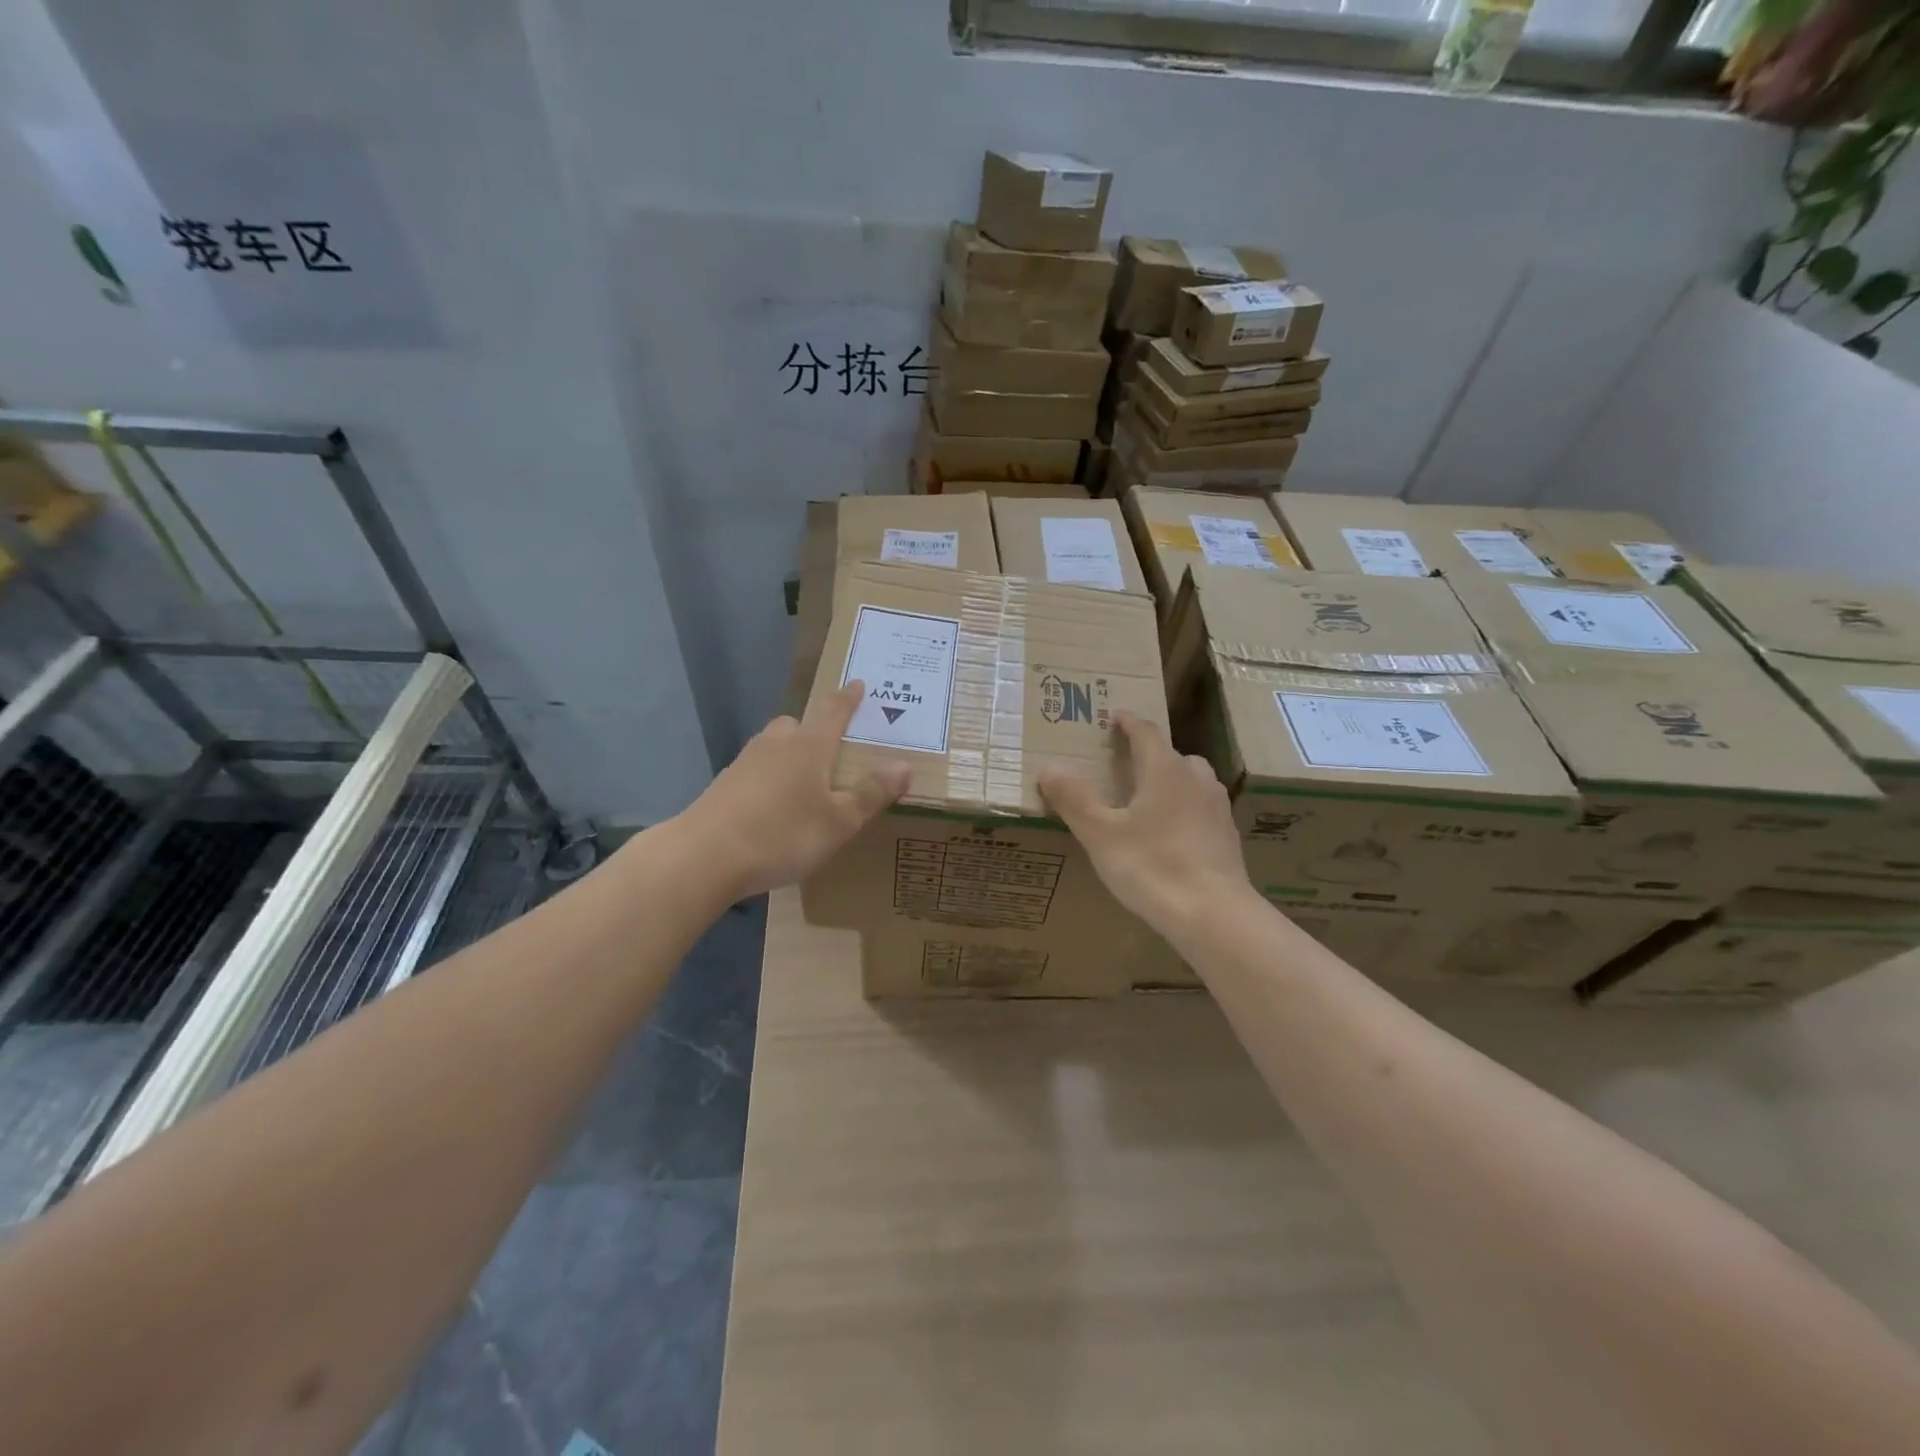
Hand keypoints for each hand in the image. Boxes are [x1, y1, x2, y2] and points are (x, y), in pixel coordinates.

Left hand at [673, 681, 910, 900]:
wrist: (705, 856)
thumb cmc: (783, 833)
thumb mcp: (839, 821)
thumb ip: (871, 793)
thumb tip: (904, 765)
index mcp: (809, 745)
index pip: (833, 710)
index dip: (848, 698)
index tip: (858, 684)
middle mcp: (776, 744)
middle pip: (798, 724)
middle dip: (815, 729)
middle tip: (832, 747)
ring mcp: (745, 762)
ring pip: (774, 747)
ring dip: (790, 755)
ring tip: (805, 783)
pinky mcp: (724, 785)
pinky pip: (756, 771)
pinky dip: (770, 779)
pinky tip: (773, 807)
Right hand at [1039, 711, 1252, 939]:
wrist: (1214, 915)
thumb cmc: (1151, 866)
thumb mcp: (1100, 833)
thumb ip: (1074, 798)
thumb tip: (1049, 767)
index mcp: (1165, 770)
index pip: (1146, 732)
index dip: (1128, 722)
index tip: (1115, 716)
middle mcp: (1196, 780)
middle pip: (1173, 756)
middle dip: (1150, 755)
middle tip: (1126, 764)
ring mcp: (1217, 810)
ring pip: (1192, 783)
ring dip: (1171, 782)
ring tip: (1147, 801)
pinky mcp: (1227, 839)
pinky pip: (1201, 811)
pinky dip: (1184, 812)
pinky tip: (1169, 837)